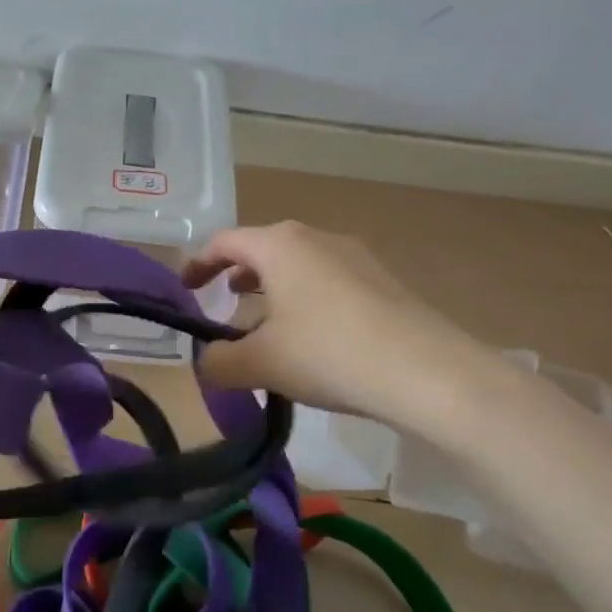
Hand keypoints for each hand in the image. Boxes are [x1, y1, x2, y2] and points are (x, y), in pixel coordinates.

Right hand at [182, 221, 492, 437]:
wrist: (427, 372)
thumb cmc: (328, 353)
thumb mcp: (260, 363)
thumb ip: (219, 362)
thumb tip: (207, 363)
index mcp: (280, 245)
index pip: (224, 242)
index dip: (198, 264)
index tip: (185, 289)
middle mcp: (316, 239)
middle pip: (263, 250)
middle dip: (237, 277)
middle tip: (222, 305)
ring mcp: (355, 257)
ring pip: (298, 267)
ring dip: (272, 292)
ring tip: (263, 326)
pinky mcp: (383, 282)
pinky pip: (327, 282)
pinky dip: (304, 301)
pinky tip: (310, 340)